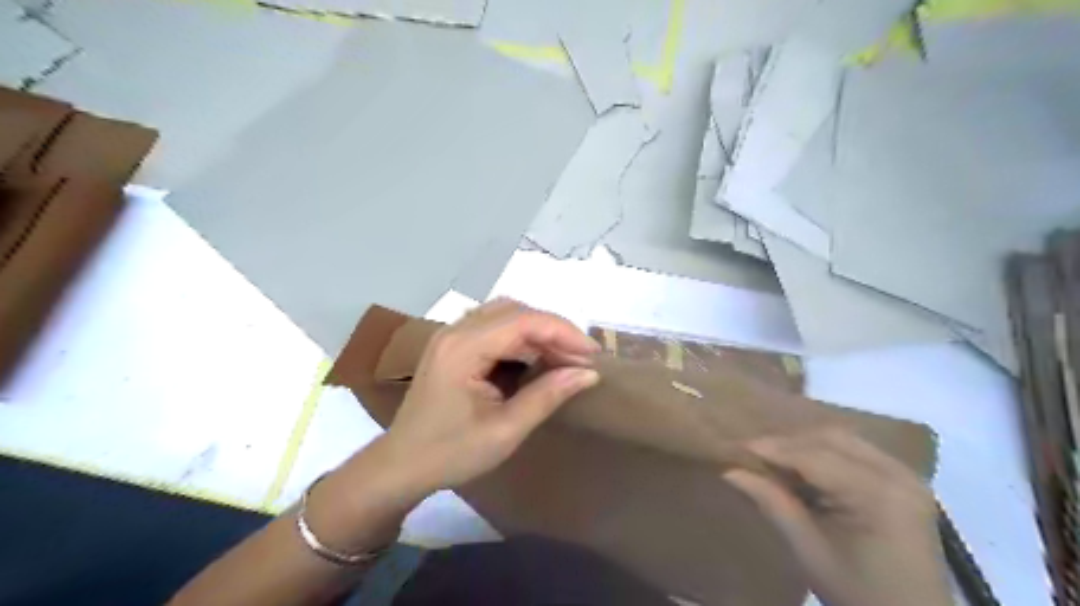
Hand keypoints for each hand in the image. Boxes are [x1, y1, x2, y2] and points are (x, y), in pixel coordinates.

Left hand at [381, 297, 603, 496]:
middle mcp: (455, 331)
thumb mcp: (505, 430)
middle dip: (553, 330)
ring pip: (505, 315)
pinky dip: (521, 339)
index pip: (523, 321)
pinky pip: (494, 328)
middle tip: (581, 359)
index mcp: (463, 348)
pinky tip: (536, 360)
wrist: (401, 466)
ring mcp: (451, 336)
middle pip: (515, 311)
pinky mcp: (453, 346)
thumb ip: (547, 396)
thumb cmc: (451, 454)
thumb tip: (588, 374)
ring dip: (538, 332)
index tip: (593, 355)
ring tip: (564, 359)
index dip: (563, 332)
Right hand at [724, 429, 951, 604]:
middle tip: (754, 454)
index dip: (773, 448)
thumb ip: (772, 503)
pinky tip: (805, 468)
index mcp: (878, 495)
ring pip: (843, 439)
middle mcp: (897, 474)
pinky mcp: (904, 480)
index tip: (737, 446)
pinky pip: (856, 451)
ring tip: (775, 460)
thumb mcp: (809, 550)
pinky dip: (825, 453)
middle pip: (831, 438)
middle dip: (788, 442)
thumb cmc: (858, 593)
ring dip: (806, 444)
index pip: (815, 456)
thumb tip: (730, 471)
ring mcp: (905, 475)